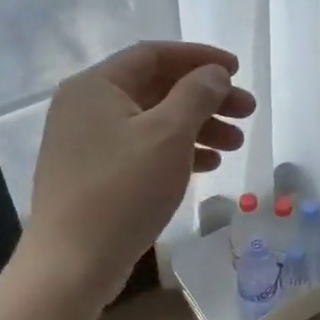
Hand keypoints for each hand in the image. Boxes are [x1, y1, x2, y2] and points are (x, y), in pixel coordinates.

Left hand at [26, 41, 256, 300]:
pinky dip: (178, 151)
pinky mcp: (96, 175)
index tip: (238, 70)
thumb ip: (196, 95)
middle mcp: (87, 107)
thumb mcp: (168, 135)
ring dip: (198, 126)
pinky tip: (209, 165)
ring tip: (236, 144)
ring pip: (154, 121)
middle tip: (247, 110)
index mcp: (96, 86)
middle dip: (206, 97)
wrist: (72, 264)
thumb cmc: (122, 190)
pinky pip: (144, 149)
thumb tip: (214, 73)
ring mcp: (88, 143)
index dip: (200, 58)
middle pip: (157, 88)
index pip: (154, 55)